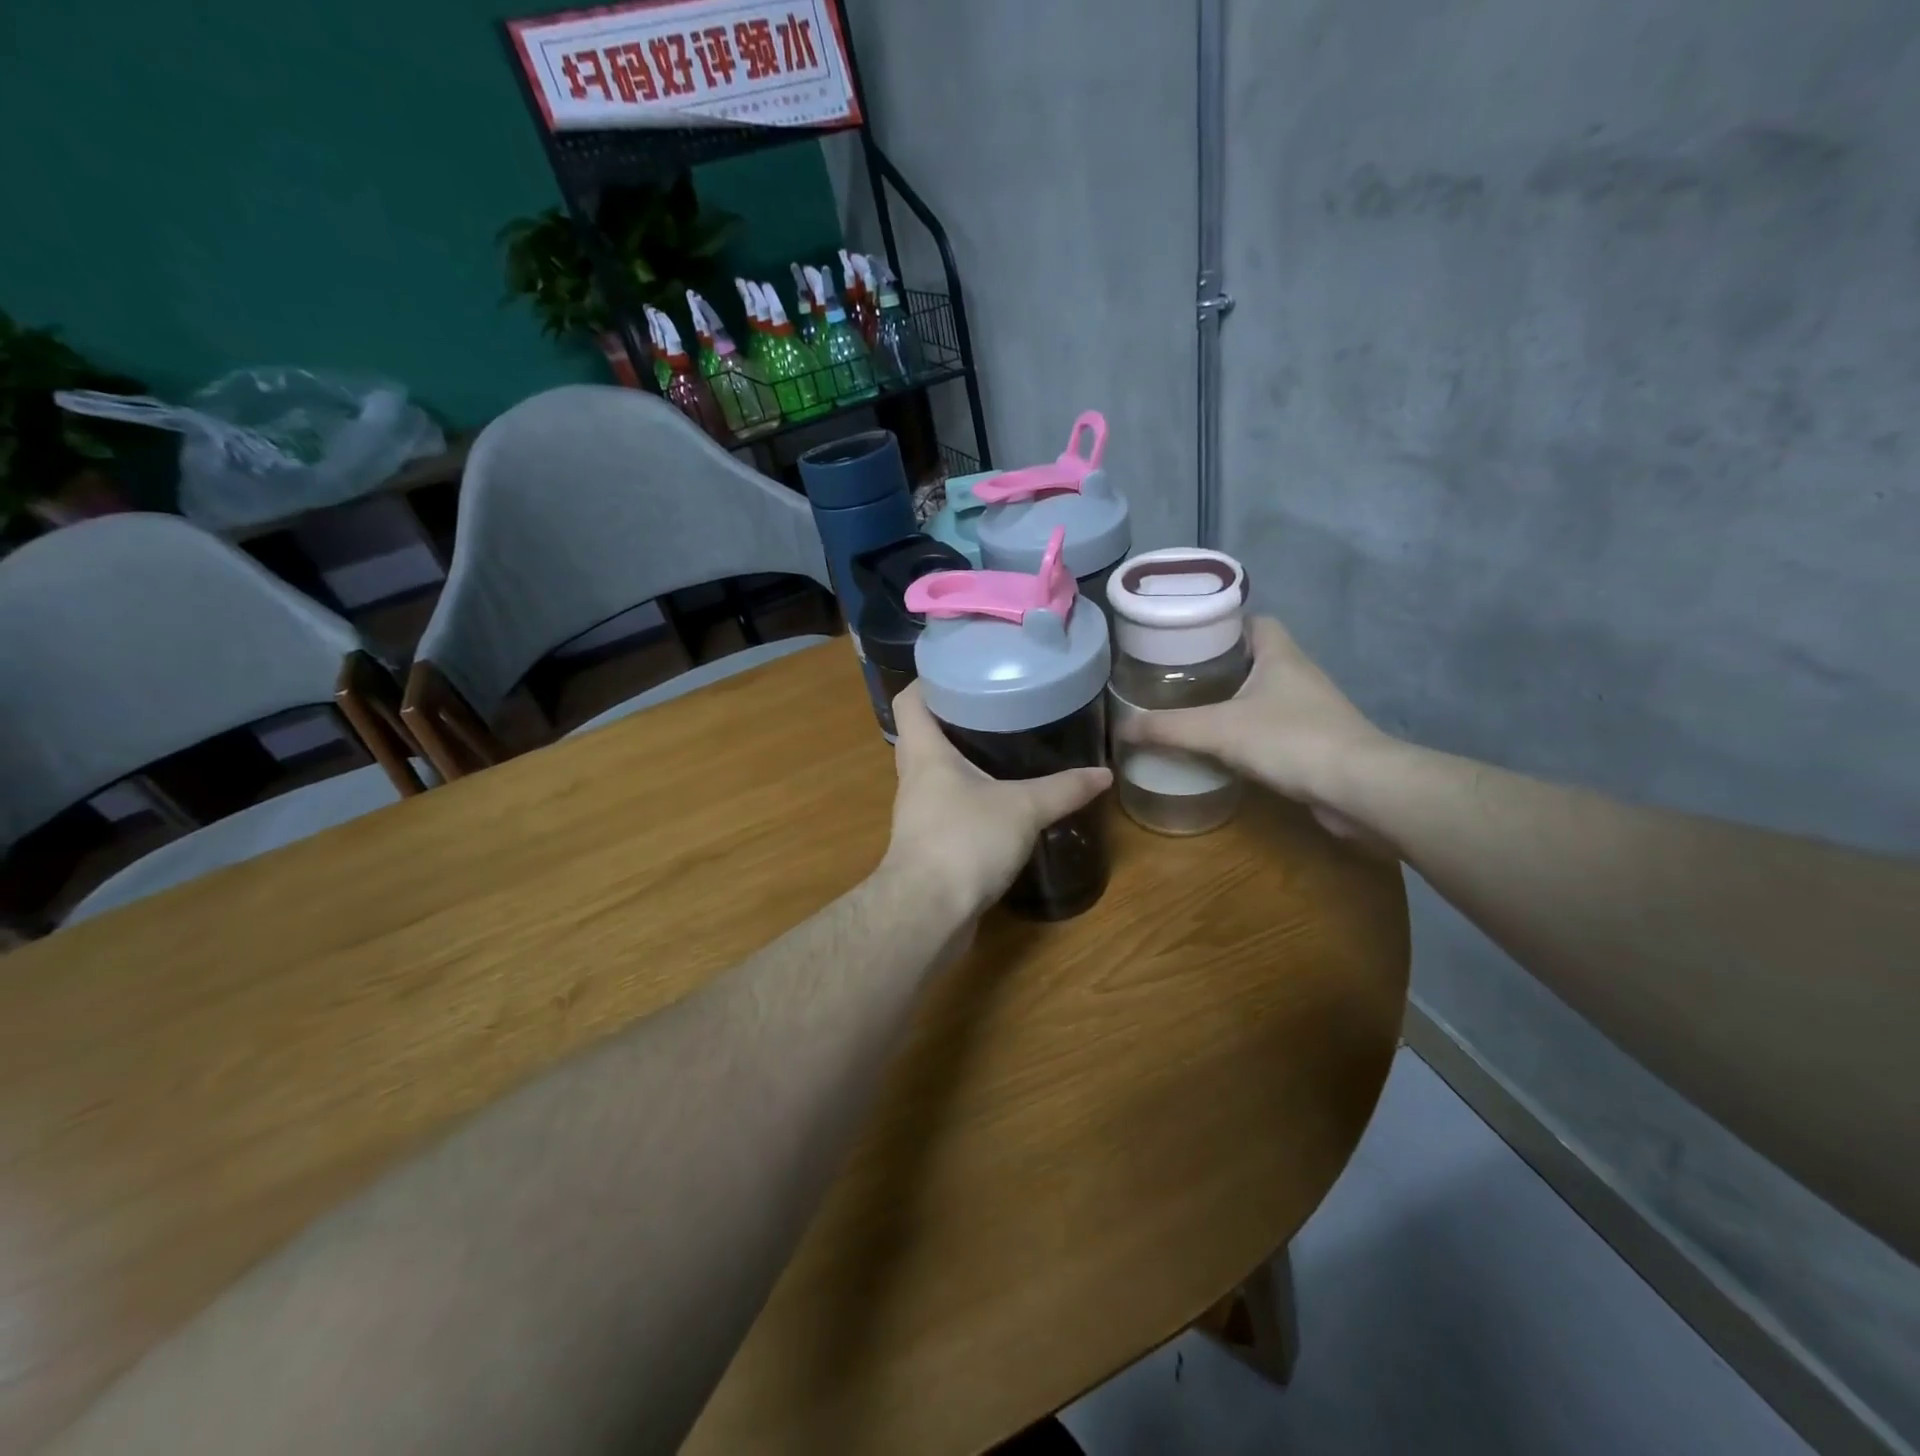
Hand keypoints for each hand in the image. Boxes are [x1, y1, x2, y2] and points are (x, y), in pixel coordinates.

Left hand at [883, 681, 1111, 921]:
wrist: (927, 913)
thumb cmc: (965, 841)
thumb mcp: (1023, 808)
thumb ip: (1064, 789)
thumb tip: (1104, 773)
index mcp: (925, 753)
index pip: (910, 700)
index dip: (930, 681)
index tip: (963, 671)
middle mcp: (914, 777)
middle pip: (923, 734)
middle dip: (953, 718)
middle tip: (995, 705)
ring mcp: (917, 813)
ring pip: (934, 772)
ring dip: (960, 760)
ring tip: (1001, 747)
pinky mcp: (928, 843)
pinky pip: (945, 806)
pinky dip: (967, 797)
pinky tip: (998, 802)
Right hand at [1116, 616, 1392, 840]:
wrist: (1359, 789)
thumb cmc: (1290, 740)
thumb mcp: (1217, 730)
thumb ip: (1167, 729)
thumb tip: (1121, 730)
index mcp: (1280, 654)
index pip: (1253, 620)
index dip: (1222, 623)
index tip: (1186, 637)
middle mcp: (1298, 674)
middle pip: (1254, 657)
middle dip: (1218, 665)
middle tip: (1177, 676)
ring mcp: (1310, 709)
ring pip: (1263, 693)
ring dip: (1232, 700)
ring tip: (1190, 710)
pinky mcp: (1314, 743)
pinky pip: (1272, 726)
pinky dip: (1247, 732)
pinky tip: (1220, 748)